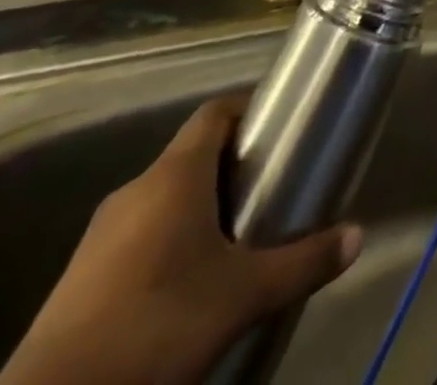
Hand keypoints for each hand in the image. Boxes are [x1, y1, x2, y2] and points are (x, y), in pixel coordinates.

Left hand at [0, 95, 361, 384]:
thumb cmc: (155, 327)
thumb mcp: (243, 296)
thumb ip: (303, 261)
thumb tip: (357, 236)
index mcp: (173, 176)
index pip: (216, 112)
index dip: (251, 109)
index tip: (283, 126)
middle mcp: (135, 191)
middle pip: (194, 155)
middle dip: (235, 165)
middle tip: (274, 185)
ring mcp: (100, 237)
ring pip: (165, 198)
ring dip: (203, 206)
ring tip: (241, 236)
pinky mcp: (80, 279)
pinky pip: (139, 235)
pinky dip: (171, 241)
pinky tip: (191, 282)